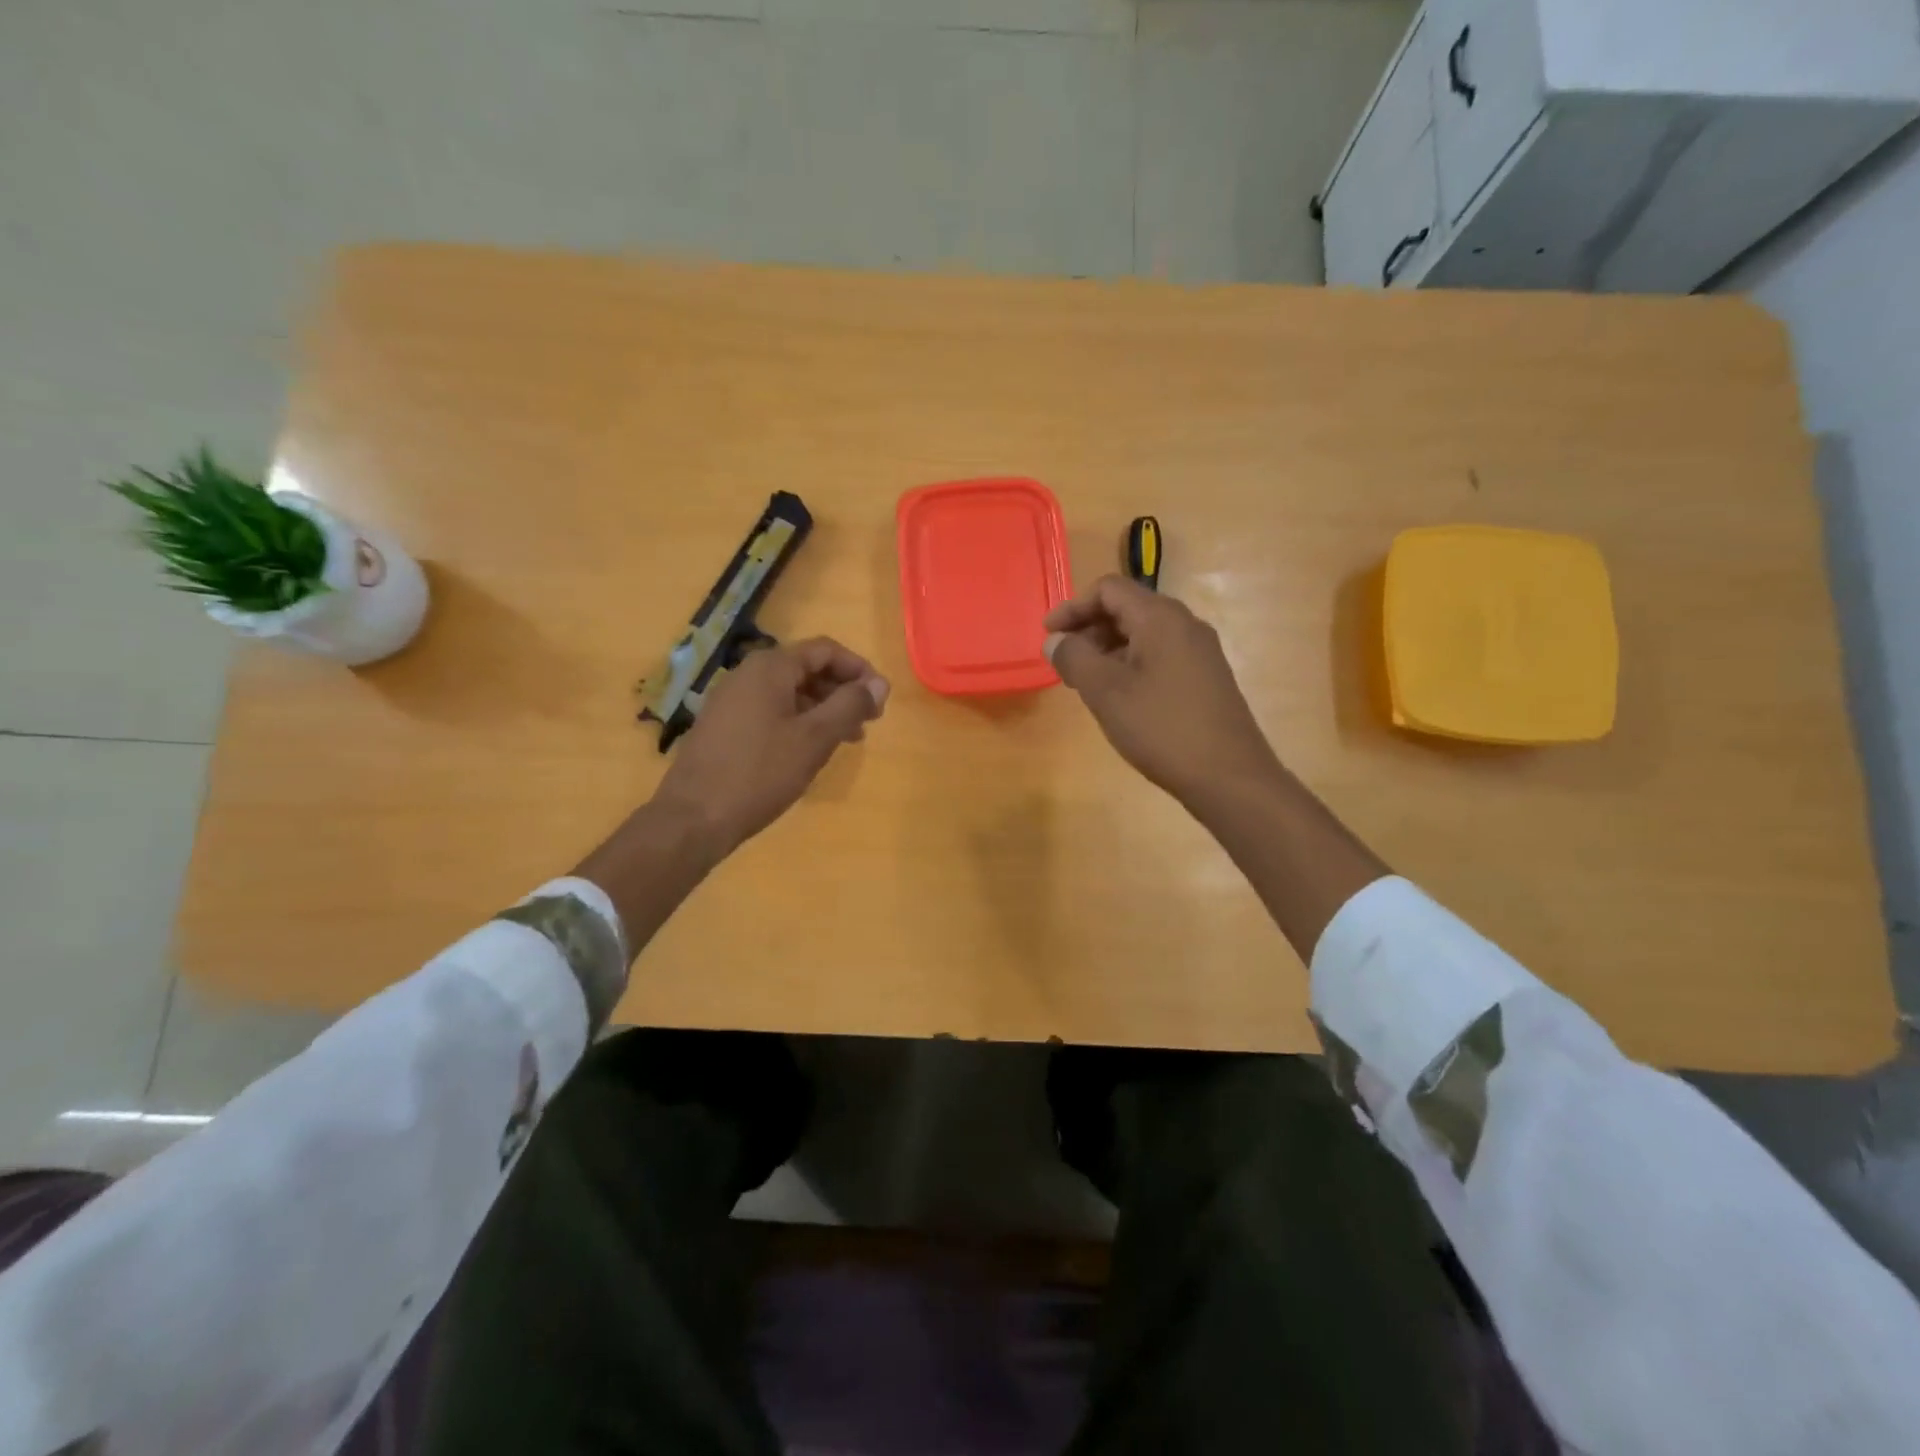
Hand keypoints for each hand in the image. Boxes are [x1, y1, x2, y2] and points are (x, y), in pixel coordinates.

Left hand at [653, 637, 888, 856]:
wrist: (693, 818)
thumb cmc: (760, 773)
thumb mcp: (815, 738)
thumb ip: (850, 705)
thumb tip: (879, 683)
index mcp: (769, 668)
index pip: (825, 650)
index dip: (858, 669)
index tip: (880, 698)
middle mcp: (747, 675)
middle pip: (806, 669)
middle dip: (842, 691)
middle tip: (869, 722)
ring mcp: (731, 701)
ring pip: (789, 693)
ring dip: (823, 709)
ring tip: (847, 739)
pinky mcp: (724, 726)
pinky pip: (771, 711)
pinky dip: (799, 722)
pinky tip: (811, 750)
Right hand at [1045, 575, 1280, 808]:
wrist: (1229, 776)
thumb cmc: (1162, 728)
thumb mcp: (1106, 692)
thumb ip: (1074, 658)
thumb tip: (1055, 640)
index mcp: (1160, 617)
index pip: (1108, 589)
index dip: (1072, 608)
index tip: (1049, 637)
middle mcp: (1185, 624)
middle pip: (1127, 608)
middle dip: (1089, 630)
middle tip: (1064, 664)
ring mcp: (1200, 651)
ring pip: (1143, 634)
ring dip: (1108, 650)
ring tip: (1086, 684)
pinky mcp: (1206, 677)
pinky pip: (1159, 655)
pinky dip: (1130, 665)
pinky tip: (1119, 699)